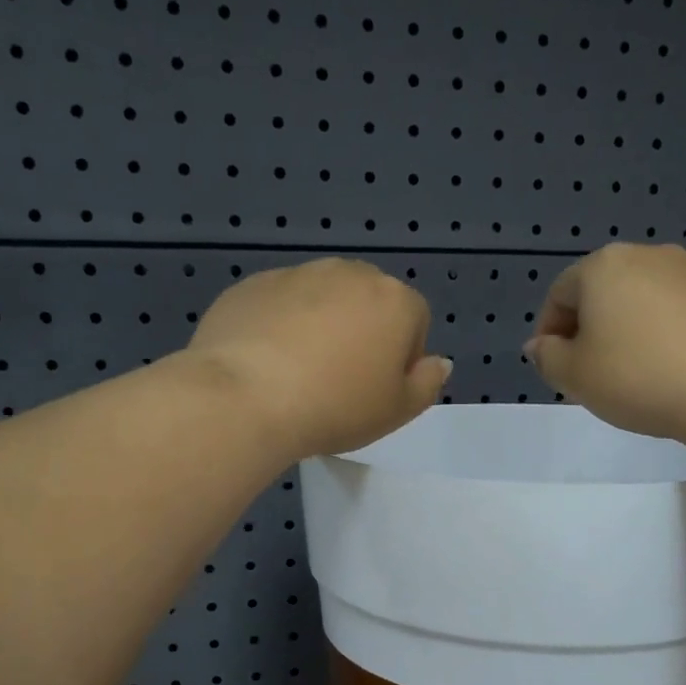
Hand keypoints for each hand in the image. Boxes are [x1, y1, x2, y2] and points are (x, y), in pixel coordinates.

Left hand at [187, 258, 450, 460]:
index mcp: (395, 300)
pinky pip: (278, 305)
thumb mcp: (398, 411)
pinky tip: (264, 364)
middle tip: (338, 382)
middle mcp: (349, 273)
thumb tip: (438, 362)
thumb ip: (427, 383)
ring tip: (297, 374)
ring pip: (321, 300)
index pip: (415, 321)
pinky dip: (277, 327)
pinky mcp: (252, 284)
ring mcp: (297, 274)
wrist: (247, 397)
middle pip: (368, 303)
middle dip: (360, 334)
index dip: (401, 359)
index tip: (376, 390)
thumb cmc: (337, 407)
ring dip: (319, 327)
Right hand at [525, 243, 685, 441]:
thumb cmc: (637, 377)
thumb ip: (547, 357)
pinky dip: (663, 337)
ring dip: (627, 333)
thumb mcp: (574, 375)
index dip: (548, 333)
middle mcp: (649, 256)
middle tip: (588, 374)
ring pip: (642, 302)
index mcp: (604, 266)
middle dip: (589, 331)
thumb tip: (541, 345)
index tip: (553, 368)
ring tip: (630, 376)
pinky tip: (669, 372)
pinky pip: (678, 315)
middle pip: (603, 292)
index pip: (559, 293)